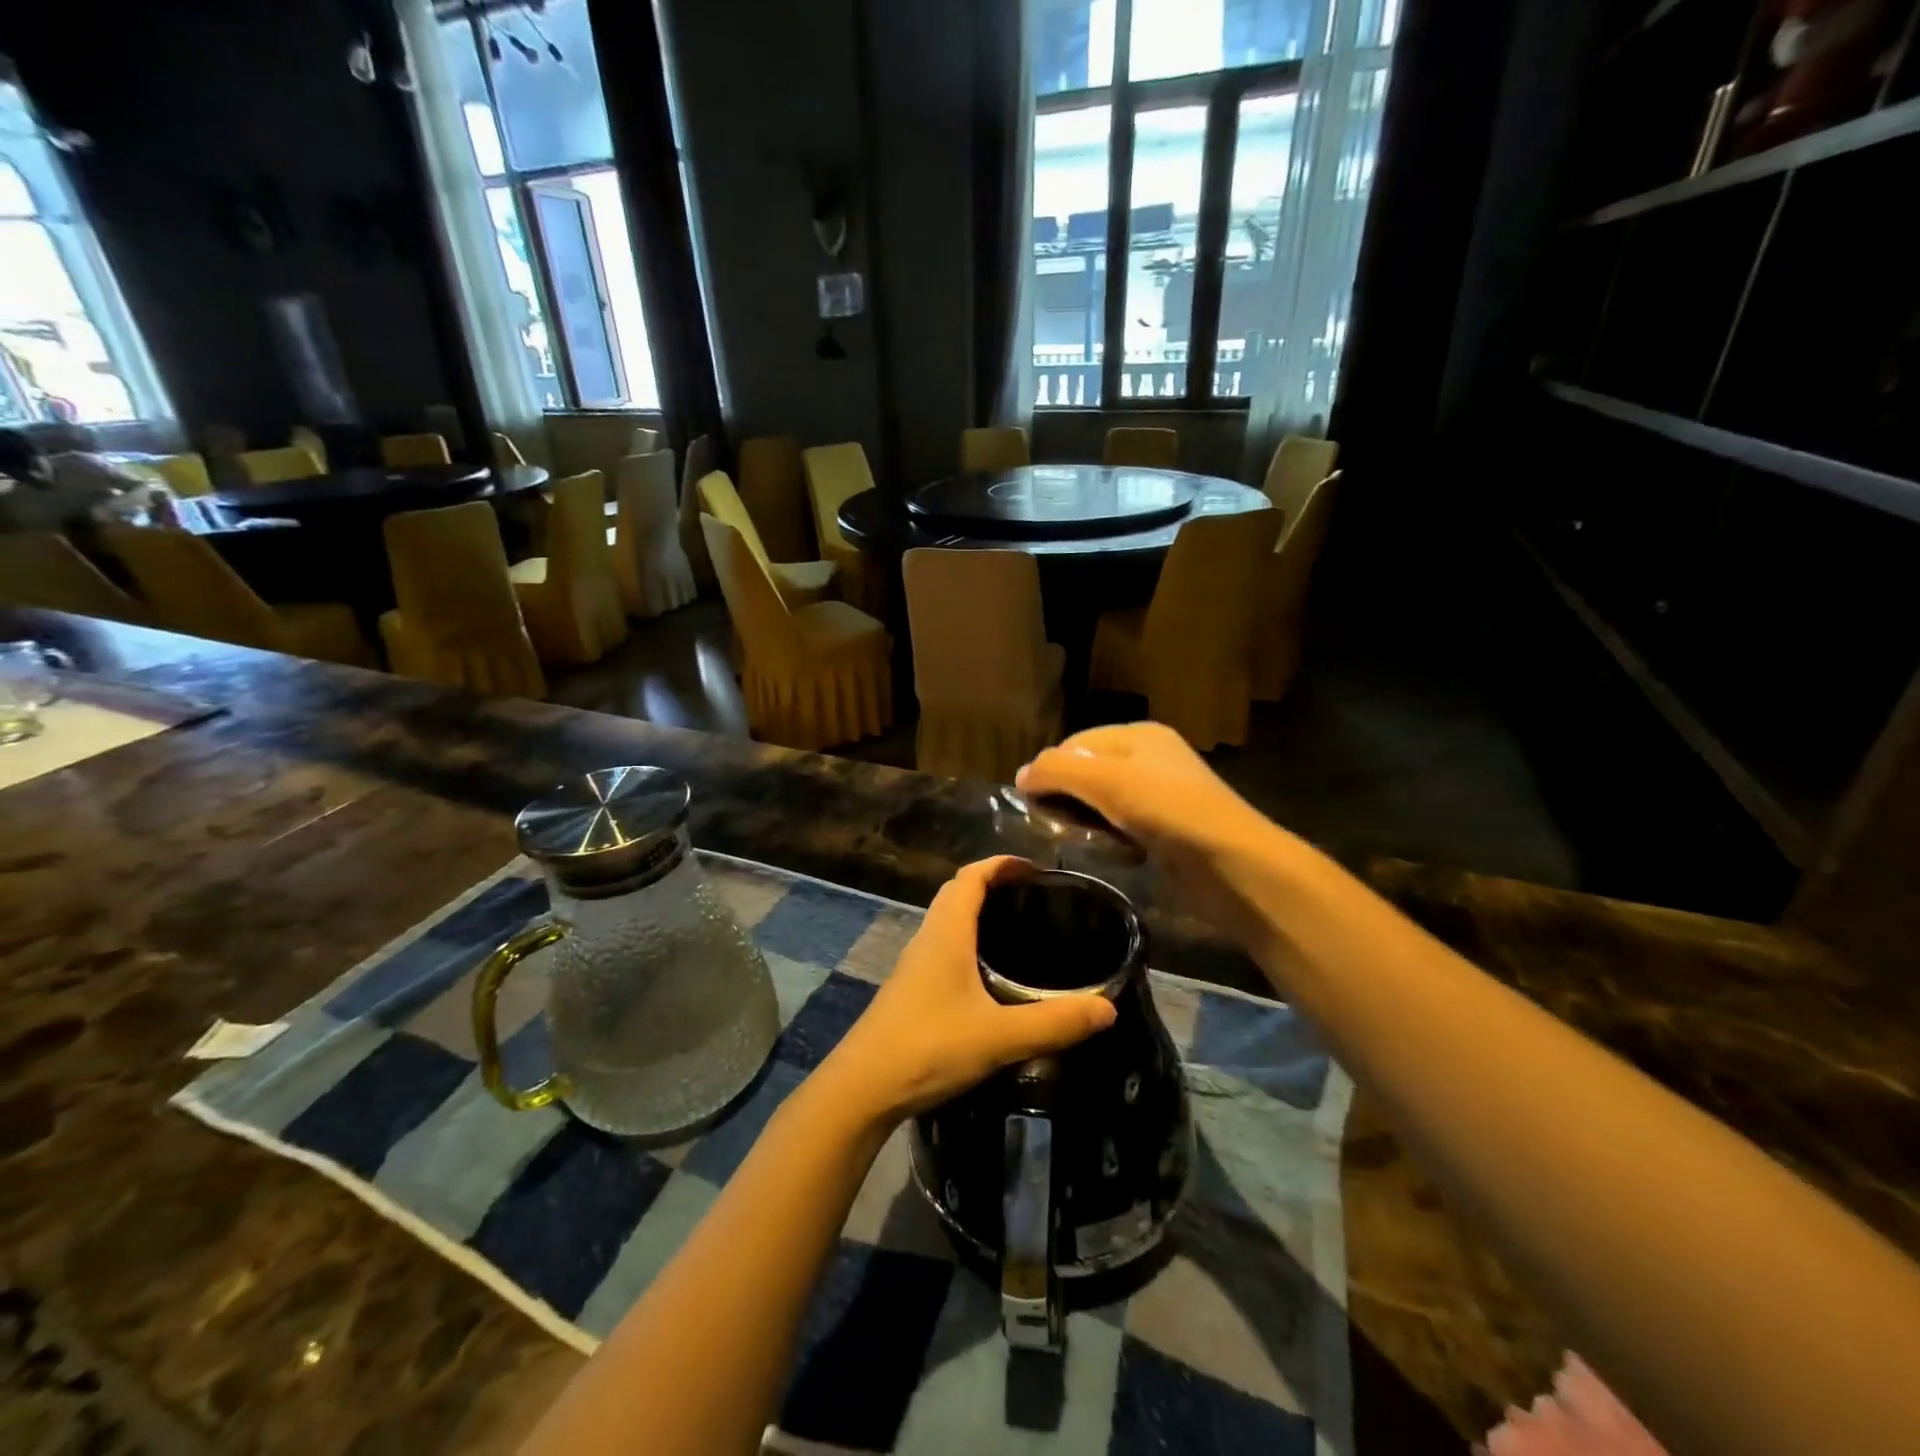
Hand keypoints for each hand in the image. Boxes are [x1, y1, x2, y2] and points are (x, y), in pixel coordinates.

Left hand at [820, 857, 1116, 1126]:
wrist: (862, 1088)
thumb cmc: (928, 1048)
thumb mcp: (998, 1037)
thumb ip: (1053, 1023)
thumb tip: (1107, 1007)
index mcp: (946, 933)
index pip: (971, 877)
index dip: (1001, 864)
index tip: (1034, 869)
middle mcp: (928, 938)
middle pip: (957, 892)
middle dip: (992, 883)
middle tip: (1031, 896)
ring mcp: (914, 964)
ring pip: (947, 920)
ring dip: (977, 912)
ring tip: (1017, 929)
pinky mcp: (910, 989)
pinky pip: (942, 946)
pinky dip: (967, 940)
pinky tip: (988, 974)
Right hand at [1017, 723, 1291, 947]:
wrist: (1236, 866)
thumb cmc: (1170, 812)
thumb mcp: (1107, 781)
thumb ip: (1058, 771)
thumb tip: (1020, 776)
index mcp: (1137, 735)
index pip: (1073, 744)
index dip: (1049, 770)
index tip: (1031, 805)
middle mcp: (1148, 758)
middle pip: (1086, 771)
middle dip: (1066, 797)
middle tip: (1054, 826)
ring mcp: (1160, 795)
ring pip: (1102, 802)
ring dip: (1086, 821)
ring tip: (1080, 841)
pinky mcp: (1167, 829)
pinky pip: (1122, 826)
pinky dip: (1110, 838)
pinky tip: (1112, 853)